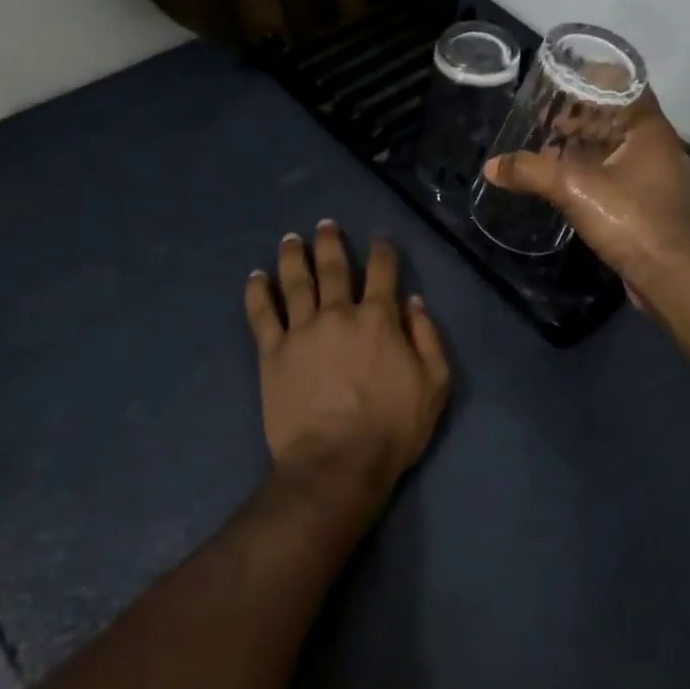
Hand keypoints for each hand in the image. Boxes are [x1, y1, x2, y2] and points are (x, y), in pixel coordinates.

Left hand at [244, 222, 451, 497]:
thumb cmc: (392, 427)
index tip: (380, 240)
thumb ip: (428, 337)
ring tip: (291, 239)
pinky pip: (262, 315)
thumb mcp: (435, 384)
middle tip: (325, 225)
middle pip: (333, 267)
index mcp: (378, 318)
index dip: (383, 251)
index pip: (382, 271)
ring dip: (293, 256)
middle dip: (330, 242)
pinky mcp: (273, 353)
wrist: (336, 463)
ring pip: (295, 282)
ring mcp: (301, 330)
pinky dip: (257, 292)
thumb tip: (414, 301)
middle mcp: (338, 313)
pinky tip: (255, 276)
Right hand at [482, 97, 689, 302]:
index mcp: (651, 130)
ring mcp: (659, 177)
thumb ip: (531, 171)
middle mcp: (659, 147)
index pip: (627, 85)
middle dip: (583, 115)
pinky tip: (569, 181)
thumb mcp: (574, 188)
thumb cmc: (631, 219)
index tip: (561, 82)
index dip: (594, 80)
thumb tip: (492, 166)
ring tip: (551, 148)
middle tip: (547, 118)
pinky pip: (621, 172)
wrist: (670, 277)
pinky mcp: (653, 203)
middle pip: (619, 116)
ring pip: (619, 146)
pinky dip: (596, 168)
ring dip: (588, 144)